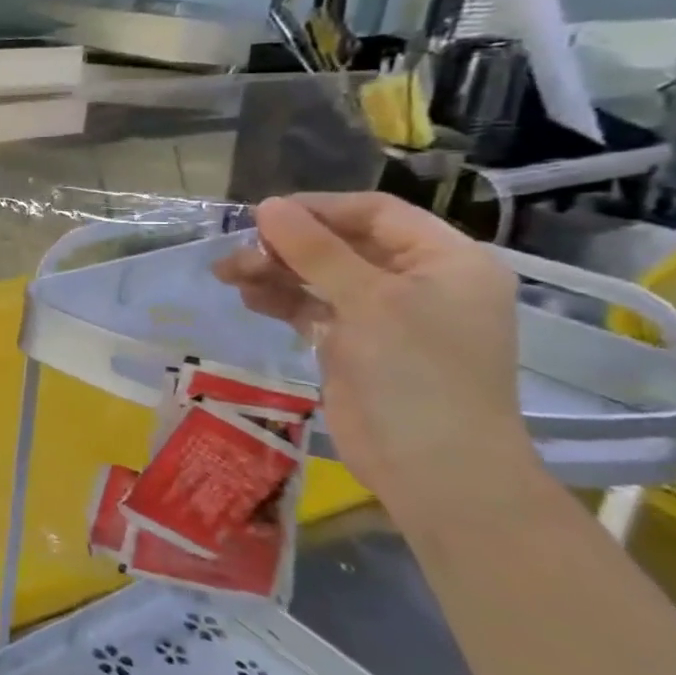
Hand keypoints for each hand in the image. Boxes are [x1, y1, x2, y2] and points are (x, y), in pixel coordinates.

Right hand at [211, 193, 535, 498]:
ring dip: (274, 271)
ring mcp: (385, 315)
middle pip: (342, 243)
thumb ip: (315, 250)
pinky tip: (248, 298)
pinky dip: (280, 299)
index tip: (263, 214)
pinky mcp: (354, 344)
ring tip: (229, 275)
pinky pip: (312, 307)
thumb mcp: (368, 301)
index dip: (318, 209)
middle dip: (287, 245)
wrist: (433, 468)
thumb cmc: (417, 373)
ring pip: (319, 276)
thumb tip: (267, 206)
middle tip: (238, 252)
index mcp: (446, 261)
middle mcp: (418, 282)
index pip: (376, 213)